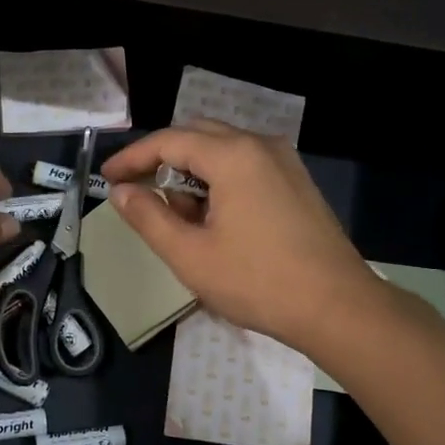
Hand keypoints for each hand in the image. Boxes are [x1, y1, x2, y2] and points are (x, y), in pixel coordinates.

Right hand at [100, 122, 370, 352]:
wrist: (338, 308)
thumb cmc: (257, 282)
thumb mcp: (190, 255)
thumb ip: (149, 218)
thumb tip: (122, 192)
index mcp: (233, 156)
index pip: (169, 141)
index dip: (132, 158)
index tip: (107, 178)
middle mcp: (261, 146)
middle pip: (197, 136)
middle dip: (161, 160)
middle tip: (136, 191)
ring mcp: (285, 163)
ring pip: (223, 151)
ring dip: (191, 174)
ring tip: (176, 218)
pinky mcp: (297, 183)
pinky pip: (246, 167)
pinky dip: (219, 182)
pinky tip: (213, 220)